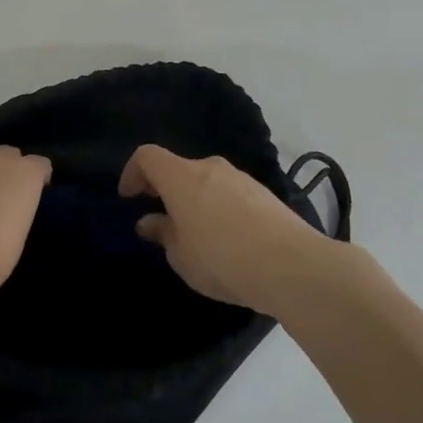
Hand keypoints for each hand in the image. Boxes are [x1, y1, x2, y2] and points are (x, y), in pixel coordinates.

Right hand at [120, 144, 337, 310]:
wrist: (292, 265)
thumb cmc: (222, 259)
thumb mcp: (181, 256)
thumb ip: (163, 234)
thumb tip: (151, 222)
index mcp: (181, 177)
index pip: (147, 156)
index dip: (132, 173)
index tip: (130, 198)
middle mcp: (210, 168)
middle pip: (179, 169)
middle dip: (166, 190)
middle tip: (163, 221)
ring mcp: (241, 178)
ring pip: (208, 182)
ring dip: (195, 200)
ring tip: (198, 235)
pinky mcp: (265, 194)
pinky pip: (231, 194)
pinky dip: (220, 208)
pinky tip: (228, 240)